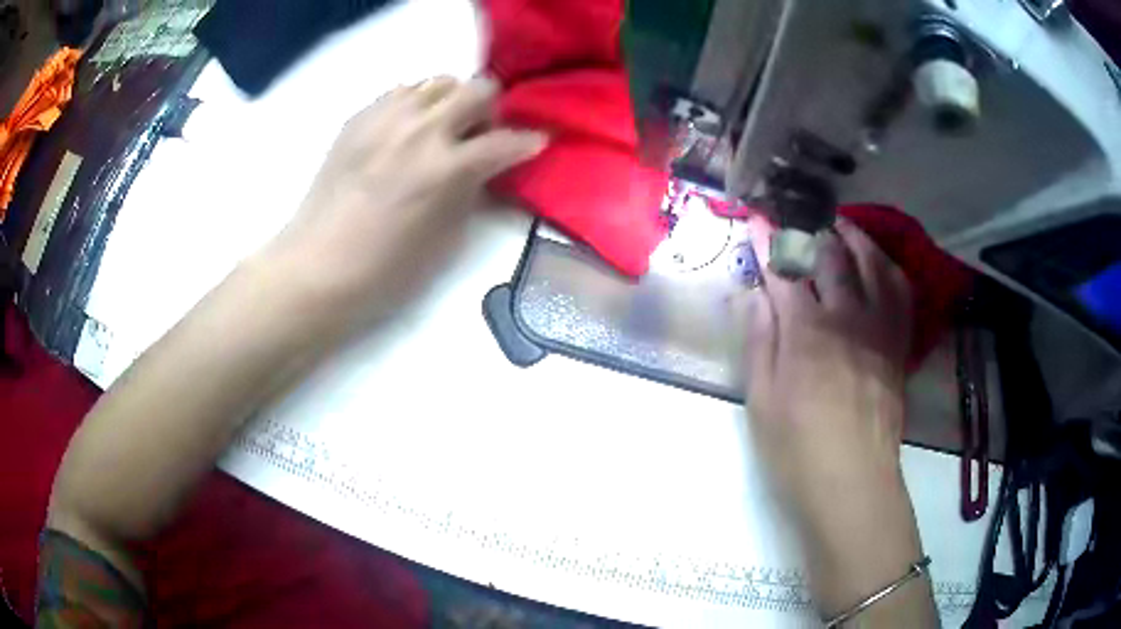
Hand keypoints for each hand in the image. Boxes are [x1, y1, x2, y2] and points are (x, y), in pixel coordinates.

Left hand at [266, 77, 545, 324]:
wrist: (317, 265)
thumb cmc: (385, 270)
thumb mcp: (446, 239)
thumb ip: (470, 191)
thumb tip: (480, 167)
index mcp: (446, 168)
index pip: (506, 141)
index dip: (528, 142)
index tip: (534, 144)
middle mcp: (420, 129)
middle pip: (477, 89)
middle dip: (488, 111)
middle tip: (477, 137)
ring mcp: (385, 118)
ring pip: (438, 82)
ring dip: (450, 102)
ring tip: (438, 130)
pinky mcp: (358, 118)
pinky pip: (400, 92)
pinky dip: (414, 105)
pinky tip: (404, 133)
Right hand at [744, 219, 929, 616]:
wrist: (853, 482)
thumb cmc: (797, 450)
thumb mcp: (760, 402)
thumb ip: (758, 341)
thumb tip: (753, 294)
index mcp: (806, 333)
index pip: (783, 272)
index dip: (768, 242)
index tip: (757, 220)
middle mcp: (846, 318)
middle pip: (831, 258)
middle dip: (810, 231)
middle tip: (799, 219)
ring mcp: (878, 329)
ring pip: (872, 265)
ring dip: (855, 238)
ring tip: (842, 226)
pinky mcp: (898, 345)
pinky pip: (900, 293)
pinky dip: (889, 269)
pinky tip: (881, 264)